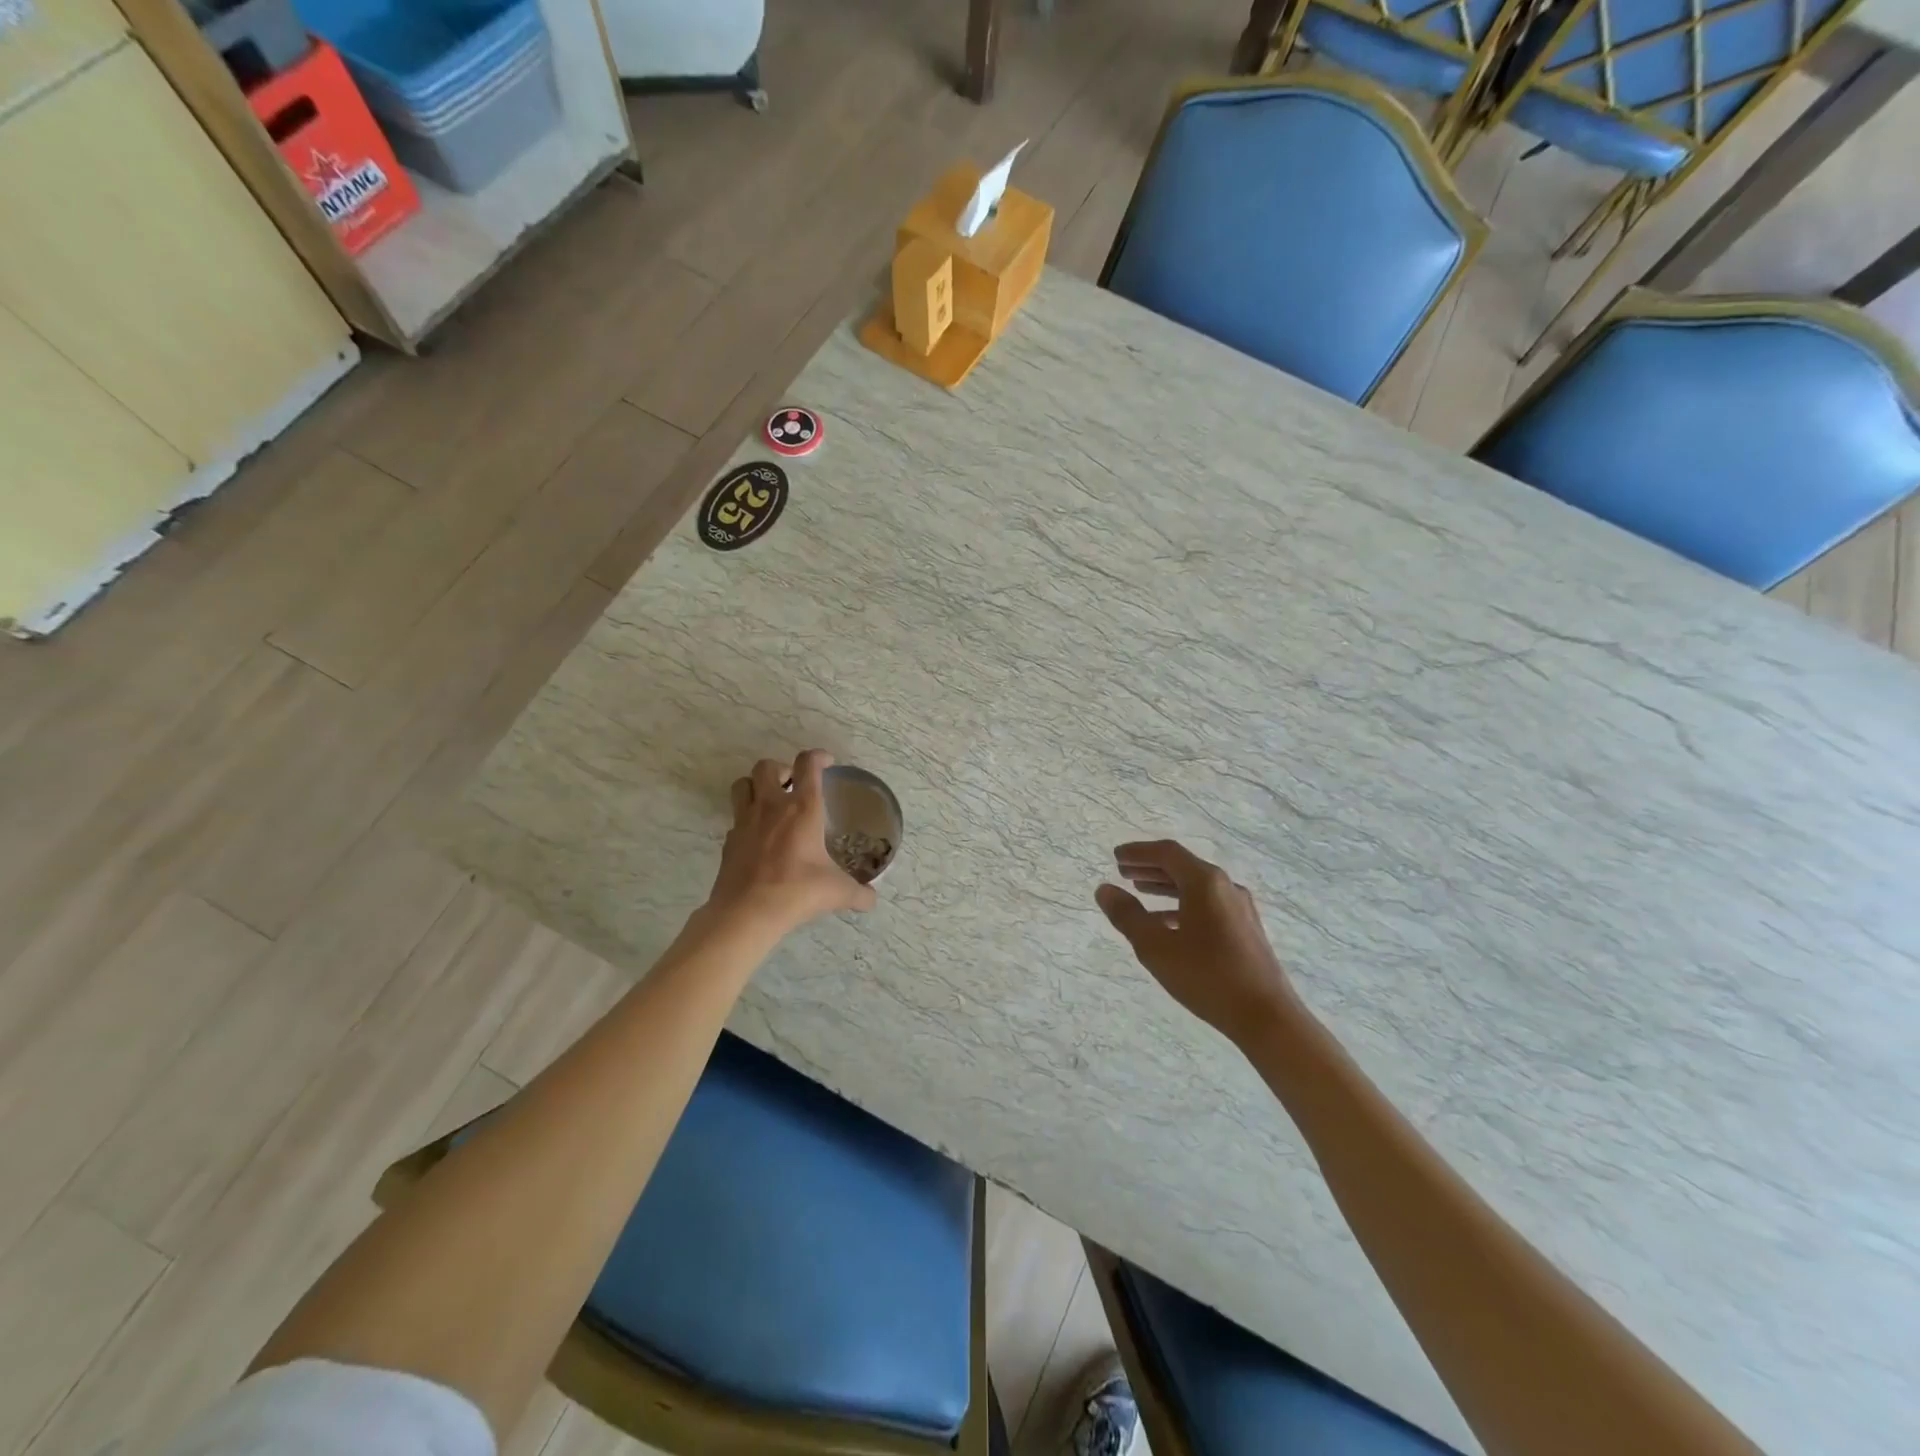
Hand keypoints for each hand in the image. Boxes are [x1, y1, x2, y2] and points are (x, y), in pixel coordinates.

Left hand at [704, 750, 877, 936]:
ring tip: (770, 801)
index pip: (808, 764)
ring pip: (742, 784)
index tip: (827, 762)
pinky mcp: (729, 840)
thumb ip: (859, 893)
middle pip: (767, 766)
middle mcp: (771, 806)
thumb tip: (872, 899)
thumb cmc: (797, 891)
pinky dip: (747, 819)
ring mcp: (745, 821)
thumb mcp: (837, 892)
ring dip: (756, 785)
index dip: (818, 756)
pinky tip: (758, 837)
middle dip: (781, 769)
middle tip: (793, 785)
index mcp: (802, 808)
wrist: (747, 912)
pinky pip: (736, 818)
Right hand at [1096, 840, 1298, 1043]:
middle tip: (1124, 872)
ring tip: (1141, 893)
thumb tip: (1105, 890)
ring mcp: (1239, 908)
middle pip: (1182, 867)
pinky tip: (1167, 925)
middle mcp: (1225, 887)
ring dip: (1166, 886)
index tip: (1116, 857)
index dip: (1139, 852)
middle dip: (1151, 867)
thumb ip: (1127, 915)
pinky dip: (1182, 906)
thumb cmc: (1207, 976)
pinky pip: (1207, 905)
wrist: (1266, 1016)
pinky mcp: (1245, 929)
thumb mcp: (1156, 946)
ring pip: (1195, 887)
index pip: (1167, 853)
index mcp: (1204, 882)